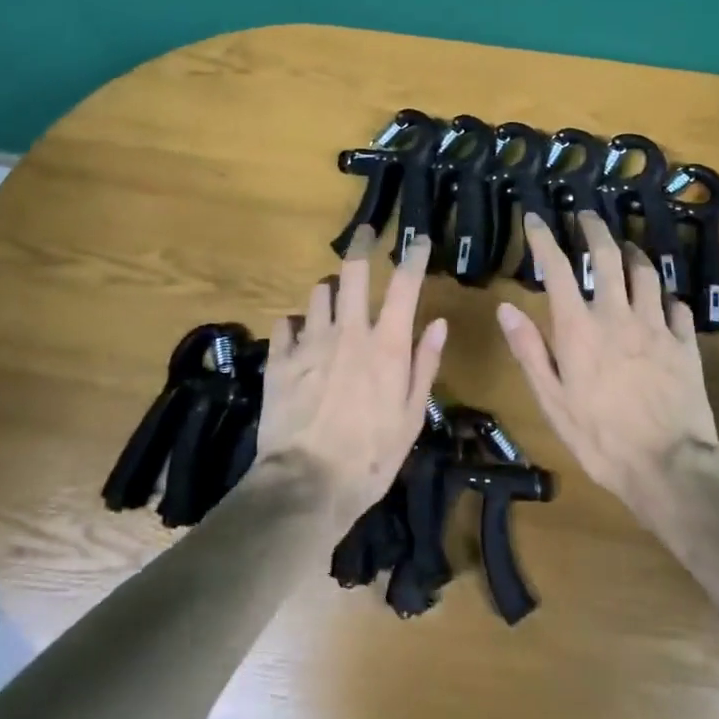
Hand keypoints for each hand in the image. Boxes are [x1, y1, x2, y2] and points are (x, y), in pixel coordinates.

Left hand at [257, 226, 445, 527]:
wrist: (306, 484)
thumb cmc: (370, 457)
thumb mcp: (411, 417)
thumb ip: (425, 365)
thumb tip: (439, 323)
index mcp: (386, 345)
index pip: (404, 285)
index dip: (412, 256)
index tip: (417, 239)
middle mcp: (348, 332)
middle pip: (353, 272)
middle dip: (361, 245)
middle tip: (364, 233)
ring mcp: (310, 342)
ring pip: (318, 293)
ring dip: (329, 290)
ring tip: (333, 298)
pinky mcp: (279, 359)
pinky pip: (286, 324)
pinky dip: (296, 324)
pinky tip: (300, 336)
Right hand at [496, 211, 718, 522]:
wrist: (669, 467)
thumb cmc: (600, 438)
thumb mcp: (552, 400)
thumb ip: (530, 351)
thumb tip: (506, 308)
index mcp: (579, 328)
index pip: (557, 268)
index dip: (543, 238)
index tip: (536, 218)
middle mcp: (618, 315)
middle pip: (607, 256)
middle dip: (595, 229)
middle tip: (587, 215)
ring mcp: (657, 326)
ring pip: (647, 273)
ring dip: (634, 254)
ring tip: (627, 247)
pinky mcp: (686, 344)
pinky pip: (678, 307)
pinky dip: (668, 297)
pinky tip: (664, 301)